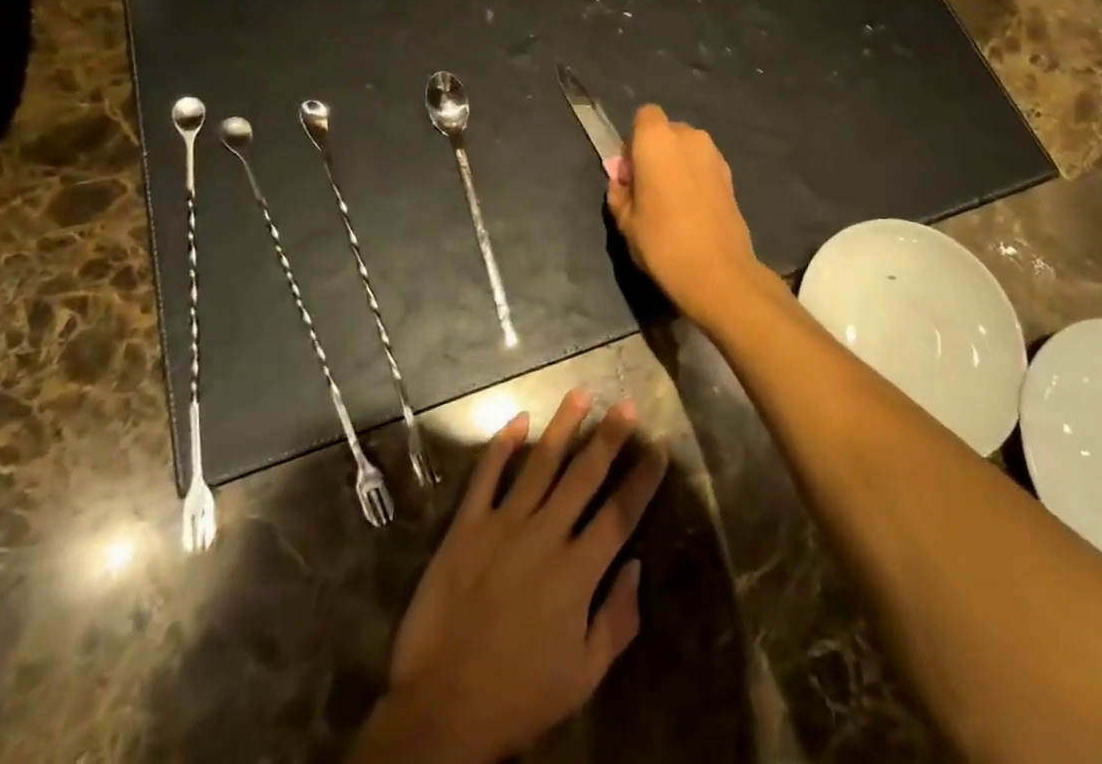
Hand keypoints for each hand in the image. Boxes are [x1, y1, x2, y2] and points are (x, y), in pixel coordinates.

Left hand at [350, 389, 666, 763]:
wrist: (442, 706)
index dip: (642, 480)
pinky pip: (487, 475)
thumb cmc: (519, 695)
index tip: (659, 449)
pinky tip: (518, 419)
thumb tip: (637, 566)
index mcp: (578, 572)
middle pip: (584, 475)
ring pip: (540, 463)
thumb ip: (617, 621)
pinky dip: (502, 445)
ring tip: (581, 393)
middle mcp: (545, 534)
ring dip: (563, 425)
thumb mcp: (583, 676)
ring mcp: (504, 524)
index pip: (620, 514)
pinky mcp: (467, 525)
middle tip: (626, 405)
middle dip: (610, 437)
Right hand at [606, 105, 771, 325]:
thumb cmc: (662, 242)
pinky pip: (703, 166)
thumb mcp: (625, 220)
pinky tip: (690, 211)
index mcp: (656, 139)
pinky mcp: (731, 176)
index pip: (644, 116)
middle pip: (667, 131)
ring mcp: (715, 155)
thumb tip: (622, 181)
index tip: (629, 172)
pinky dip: (694, 178)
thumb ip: (619, 192)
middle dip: (655, 151)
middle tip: (646, 189)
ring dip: (676, 165)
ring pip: (687, 149)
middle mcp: (689, 137)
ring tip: (670, 203)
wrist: (719, 273)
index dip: (633, 140)